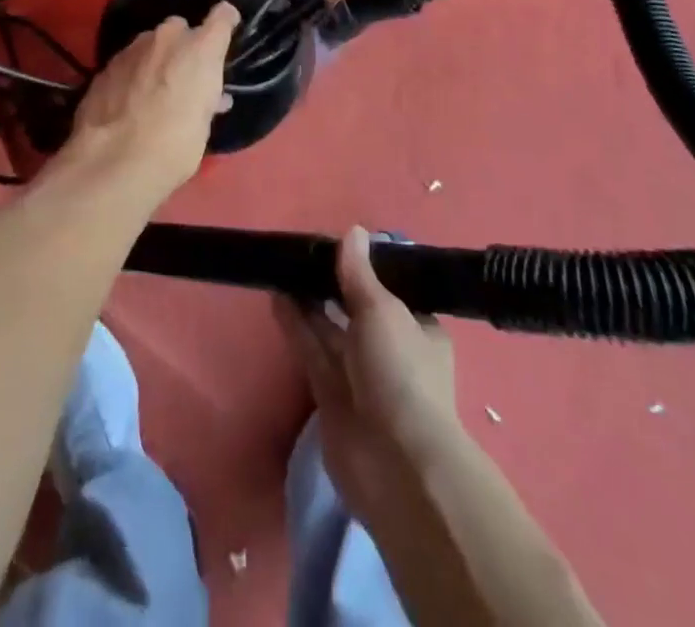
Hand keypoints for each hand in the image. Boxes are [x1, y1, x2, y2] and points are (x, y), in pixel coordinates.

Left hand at [56, 3, 237, 210]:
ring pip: (151, 43)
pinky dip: (133, 74)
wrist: (114, 160)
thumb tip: (211, 97)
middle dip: (184, 46)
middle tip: (184, 76)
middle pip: (180, 29)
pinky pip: (128, 61)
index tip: (227, 28)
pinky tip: (129, 99)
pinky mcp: (106, 65)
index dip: (226, 21)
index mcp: (200, 50)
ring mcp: (133, 48)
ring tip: (154, 90)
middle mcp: (168, 38)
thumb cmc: (175, 146)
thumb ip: (206, 99)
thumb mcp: (203, 124)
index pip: (222, 17)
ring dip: (156, 59)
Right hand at [277, 226, 461, 523]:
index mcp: (418, 329)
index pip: (390, 291)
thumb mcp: (382, 310)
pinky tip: (277, 296)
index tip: (337, 246)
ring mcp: (359, 374)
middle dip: (331, 284)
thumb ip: (359, 273)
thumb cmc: (400, 373)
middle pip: (355, 309)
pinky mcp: (330, 394)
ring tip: (282, 267)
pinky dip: (296, 324)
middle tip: (301, 252)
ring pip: (329, 328)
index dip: (364, 269)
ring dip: (308, 300)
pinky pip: (311, 349)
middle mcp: (390, 350)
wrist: (394, 463)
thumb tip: (353, 231)